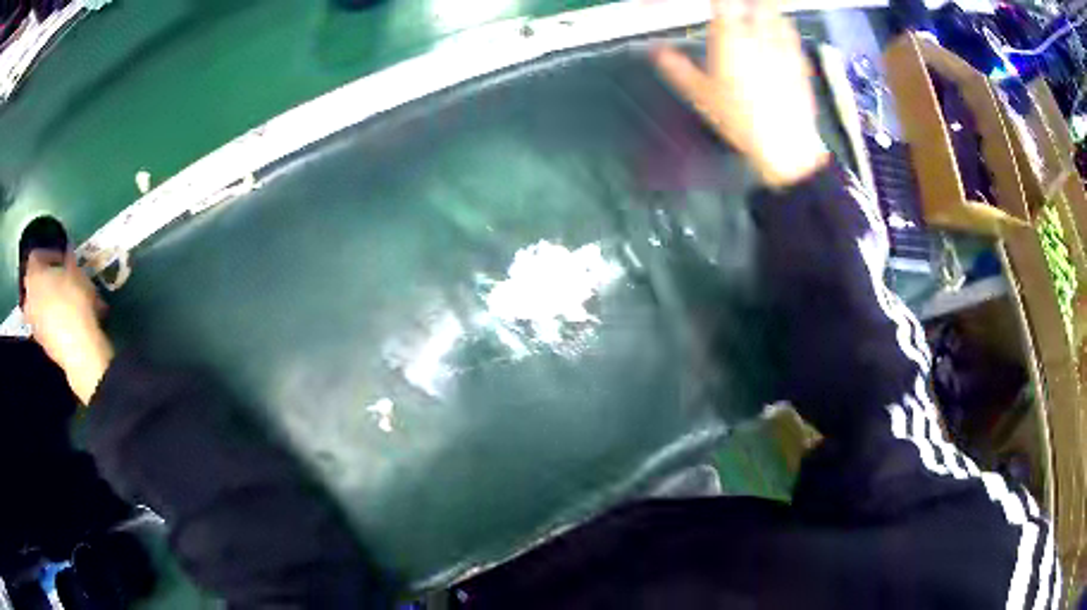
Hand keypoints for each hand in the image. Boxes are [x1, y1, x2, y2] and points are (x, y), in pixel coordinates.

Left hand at [23, 251, 113, 404]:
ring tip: (62, 303)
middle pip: (33, 283)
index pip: (35, 255)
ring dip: (46, 302)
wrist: (79, 351)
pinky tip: (65, 323)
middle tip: (59, 280)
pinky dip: (51, 321)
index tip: (60, 257)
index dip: (47, 253)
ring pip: (37, 306)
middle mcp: (28, 298)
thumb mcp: (76, 272)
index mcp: (33, 275)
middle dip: (44, 281)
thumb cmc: (74, 301)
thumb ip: (68, 261)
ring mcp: (33, 323)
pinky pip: (44, 324)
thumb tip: (67, 255)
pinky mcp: (42, 343)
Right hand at [653, 0, 829, 187]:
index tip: (712, 8)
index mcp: (732, 38)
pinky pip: (792, 33)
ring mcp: (784, 47)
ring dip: (764, 11)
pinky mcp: (801, 61)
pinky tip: (776, 39)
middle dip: (744, 5)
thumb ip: (676, 68)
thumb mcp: (700, 95)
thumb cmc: (746, 123)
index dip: (715, 3)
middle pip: (756, 3)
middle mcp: (760, 36)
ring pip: (776, 13)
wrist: (786, 145)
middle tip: (734, 11)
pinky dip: (782, 28)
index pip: (722, 2)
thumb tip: (658, 53)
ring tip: (754, 18)